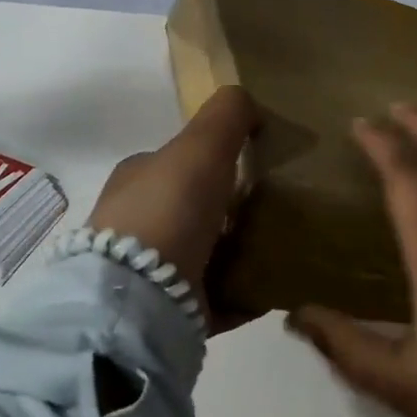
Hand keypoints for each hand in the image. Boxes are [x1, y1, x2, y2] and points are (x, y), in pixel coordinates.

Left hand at [86, 85, 258, 331]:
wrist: (141, 298)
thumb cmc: (169, 209)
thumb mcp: (200, 144)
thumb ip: (226, 115)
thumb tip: (250, 103)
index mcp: (137, 181)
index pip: (178, 163)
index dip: (214, 162)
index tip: (254, 170)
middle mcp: (136, 225)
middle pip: (193, 210)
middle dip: (230, 211)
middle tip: (275, 212)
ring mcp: (148, 274)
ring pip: (204, 254)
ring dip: (238, 252)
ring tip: (281, 251)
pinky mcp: (167, 314)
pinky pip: (215, 298)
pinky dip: (242, 293)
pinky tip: (271, 289)